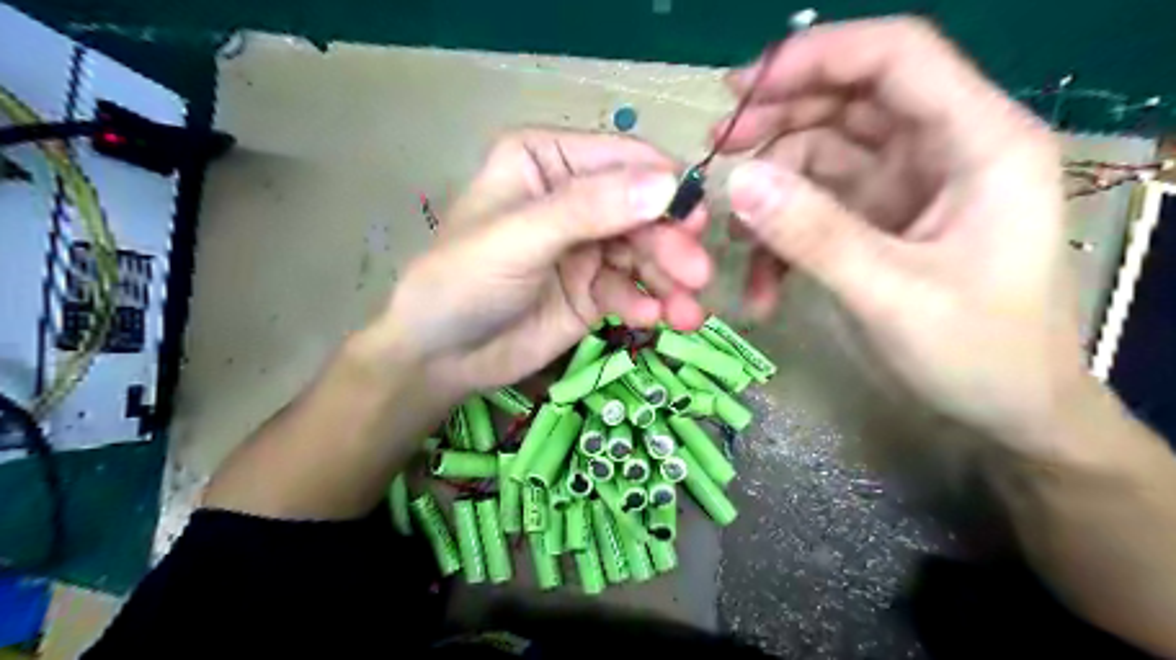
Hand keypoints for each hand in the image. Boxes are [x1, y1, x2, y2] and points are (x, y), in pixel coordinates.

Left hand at [371, 129, 712, 394]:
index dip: (664, 186)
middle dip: (670, 244)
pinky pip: (632, 290)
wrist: (440, 356)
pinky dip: (647, 304)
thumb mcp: (520, 238)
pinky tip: (654, 320)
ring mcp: (587, 246)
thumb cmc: (463, 281)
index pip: (622, 160)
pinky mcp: (593, 290)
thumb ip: (590, 209)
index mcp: (547, 161)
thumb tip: (668, 184)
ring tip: (689, 314)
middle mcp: (574, 196)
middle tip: (698, 276)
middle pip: (642, 211)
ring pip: (645, 254)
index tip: (696, 220)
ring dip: (670, 282)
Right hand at [723, 18, 1087, 457]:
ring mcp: (906, 186)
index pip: (894, 56)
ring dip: (770, 190)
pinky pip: (816, 208)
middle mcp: (942, 148)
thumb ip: (814, 234)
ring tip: (729, 235)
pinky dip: (781, 238)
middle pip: (847, 100)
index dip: (814, 58)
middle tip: (715, 153)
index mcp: (978, 141)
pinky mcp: (879, 221)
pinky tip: (761, 284)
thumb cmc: (978, 354)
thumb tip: (735, 181)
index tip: (740, 91)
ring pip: (821, 156)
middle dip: (776, 123)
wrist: (1008, 412)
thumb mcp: (891, 294)